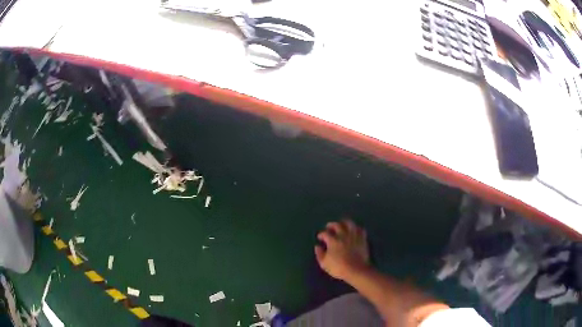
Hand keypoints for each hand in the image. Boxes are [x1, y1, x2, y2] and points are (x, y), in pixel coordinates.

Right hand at [314, 219, 369, 281]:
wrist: (356, 270)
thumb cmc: (338, 268)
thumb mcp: (324, 264)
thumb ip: (319, 254)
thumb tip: (317, 246)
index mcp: (333, 241)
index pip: (325, 234)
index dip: (321, 234)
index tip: (320, 237)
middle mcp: (343, 235)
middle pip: (337, 225)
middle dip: (331, 225)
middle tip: (329, 226)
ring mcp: (354, 236)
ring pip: (349, 224)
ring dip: (344, 222)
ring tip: (342, 224)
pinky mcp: (362, 239)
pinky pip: (360, 229)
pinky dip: (356, 228)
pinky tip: (354, 230)